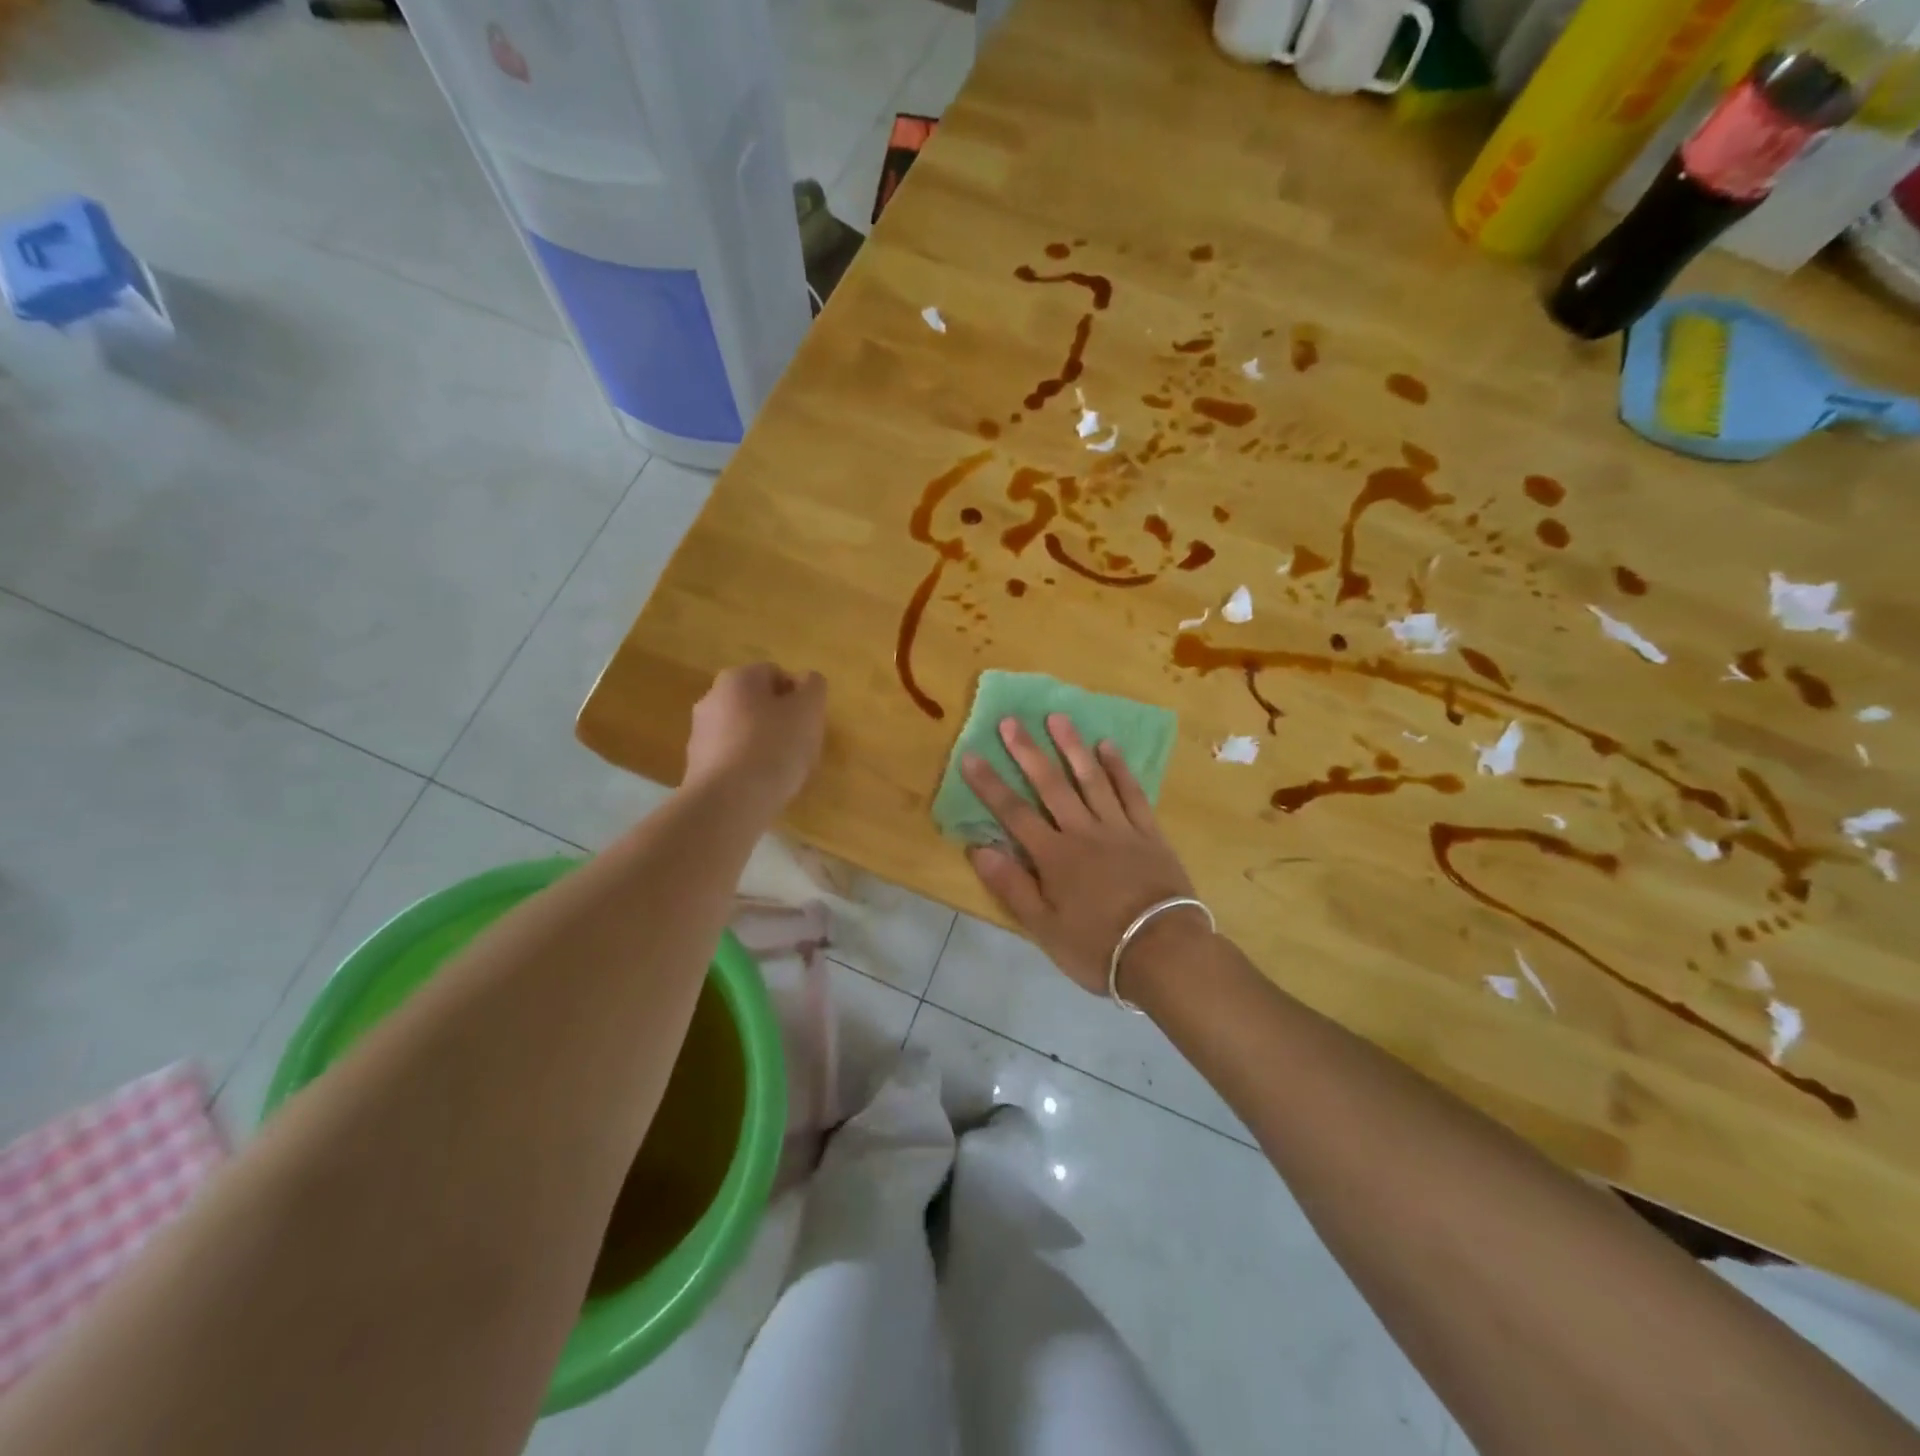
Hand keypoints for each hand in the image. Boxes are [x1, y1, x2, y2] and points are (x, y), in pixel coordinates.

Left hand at [683, 663, 827, 811]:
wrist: (729, 802)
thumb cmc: (774, 746)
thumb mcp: (809, 710)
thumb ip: (813, 687)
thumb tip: (807, 682)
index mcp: (738, 678)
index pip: (776, 674)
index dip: (799, 696)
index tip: (810, 722)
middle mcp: (712, 699)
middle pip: (758, 704)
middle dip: (781, 721)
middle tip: (802, 746)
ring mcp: (700, 734)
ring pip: (745, 733)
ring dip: (765, 745)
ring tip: (784, 772)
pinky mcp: (697, 767)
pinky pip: (733, 759)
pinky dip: (749, 768)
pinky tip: (763, 787)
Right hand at [962, 714, 1200, 995]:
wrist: (1165, 952)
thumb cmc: (1098, 947)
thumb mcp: (1044, 928)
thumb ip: (1012, 886)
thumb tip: (977, 848)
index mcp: (1054, 856)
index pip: (1014, 813)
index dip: (990, 784)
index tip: (971, 754)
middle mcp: (1083, 832)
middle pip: (1051, 785)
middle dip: (1027, 751)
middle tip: (1011, 720)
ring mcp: (1119, 828)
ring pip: (1091, 779)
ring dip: (1072, 747)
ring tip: (1057, 717)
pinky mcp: (1149, 833)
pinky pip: (1132, 793)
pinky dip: (1119, 769)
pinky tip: (1108, 746)